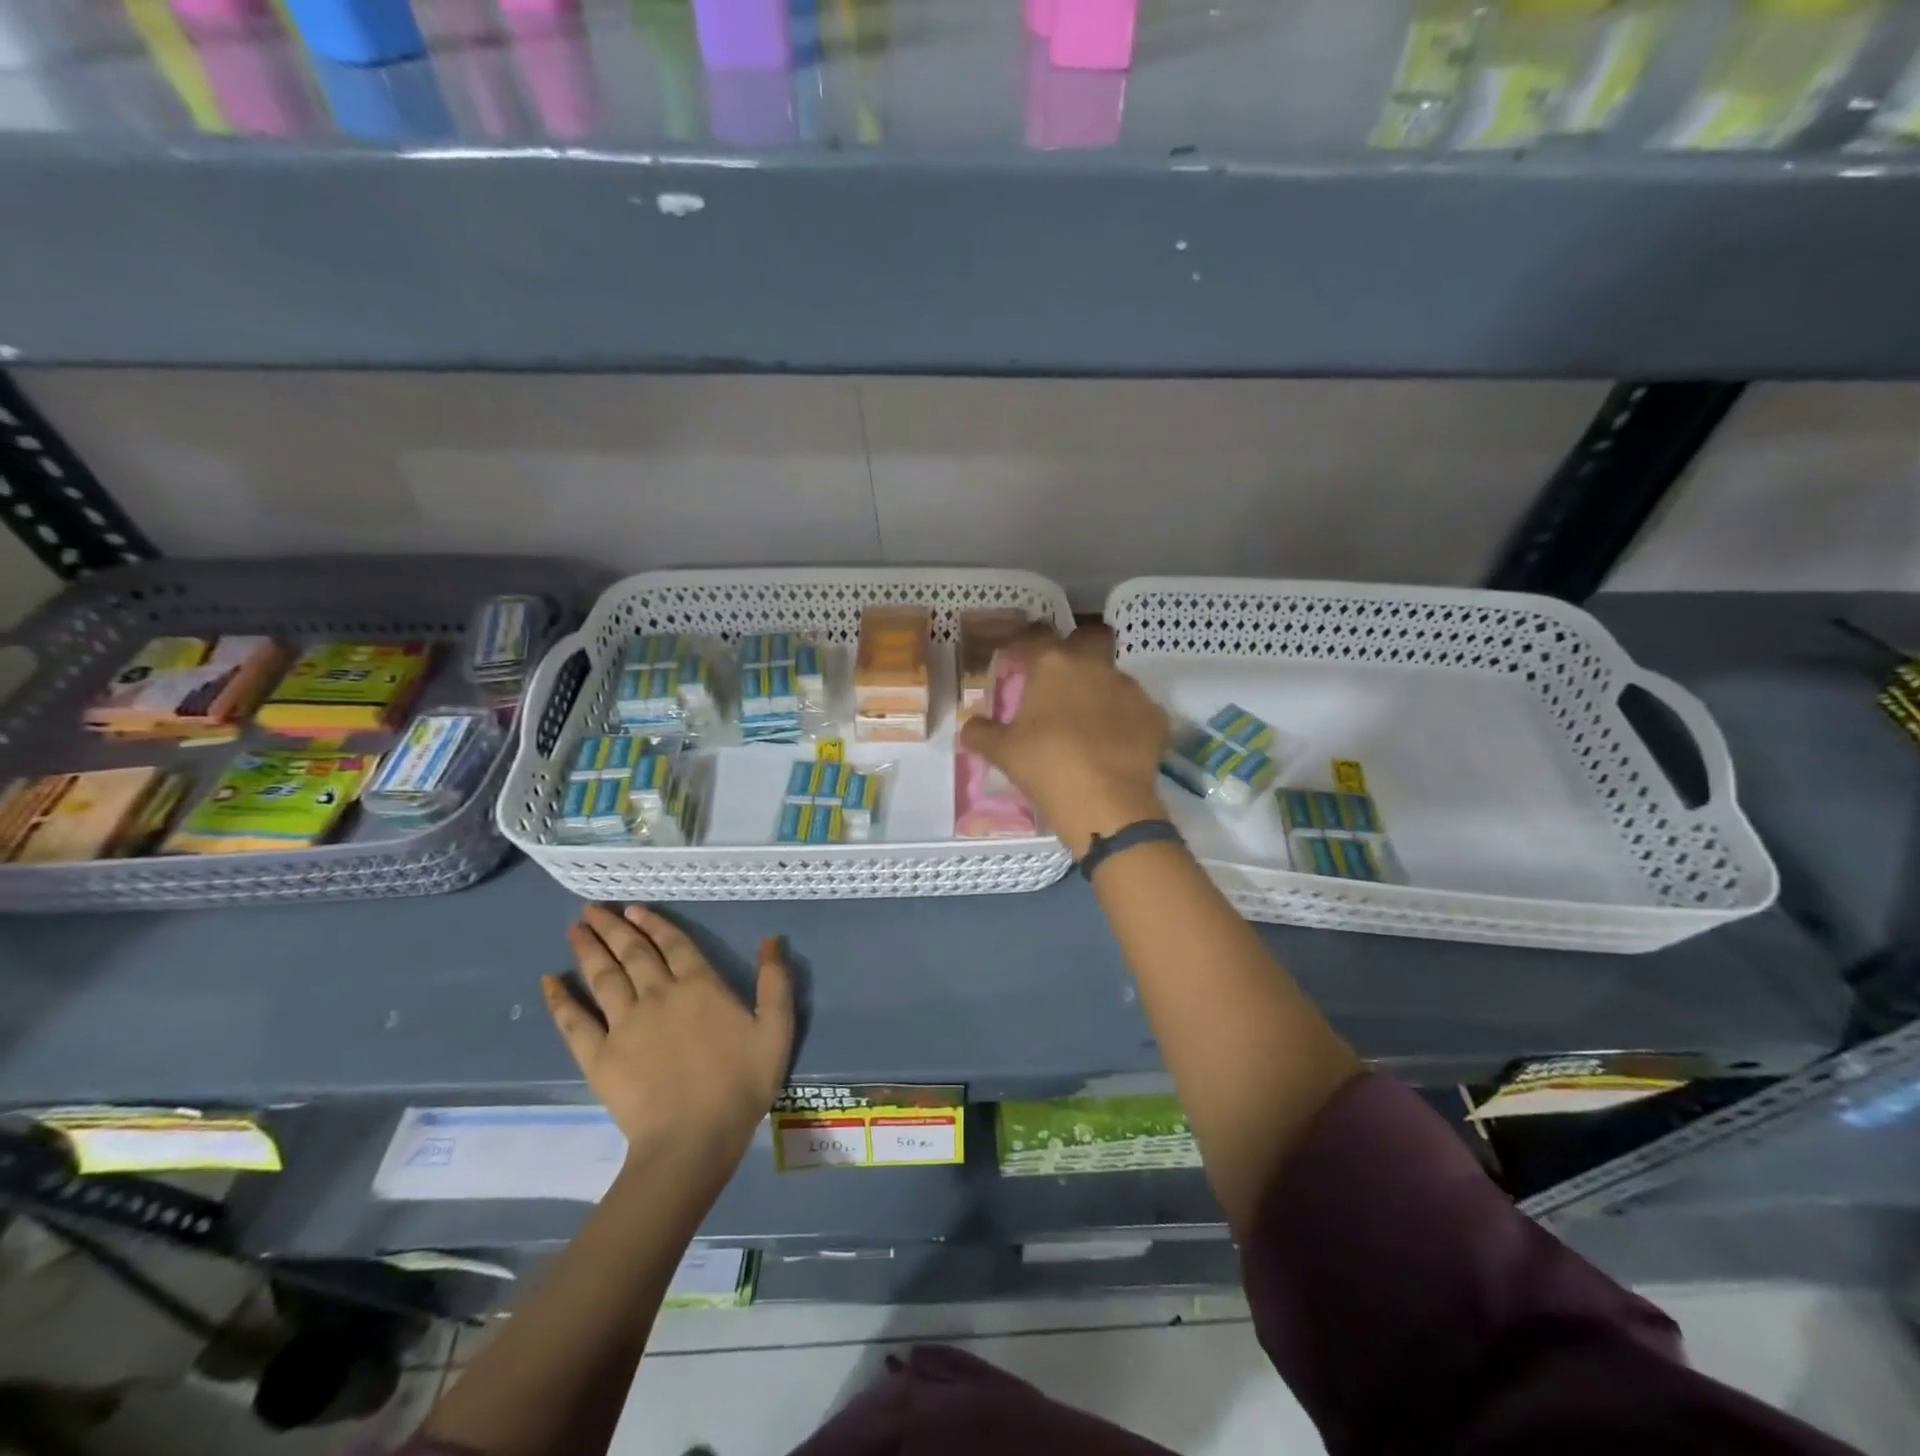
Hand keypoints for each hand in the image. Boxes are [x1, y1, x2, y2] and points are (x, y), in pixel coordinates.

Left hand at [545, 905, 794, 1170]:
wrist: (694, 1138)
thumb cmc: (741, 1082)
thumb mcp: (776, 1029)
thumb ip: (775, 983)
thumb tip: (771, 941)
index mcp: (699, 985)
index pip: (674, 943)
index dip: (654, 923)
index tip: (634, 908)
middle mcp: (658, 993)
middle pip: (633, 952)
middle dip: (614, 927)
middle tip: (593, 909)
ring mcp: (624, 1023)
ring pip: (603, 976)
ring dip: (589, 949)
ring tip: (575, 928)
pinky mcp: (599, 1055)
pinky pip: (574, 1021)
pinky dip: (560, 999)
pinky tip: (548, 980)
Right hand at [958, 628, 1170, 857]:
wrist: (1106, 804)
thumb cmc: (1046, 767)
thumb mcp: (1002, 752)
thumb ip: (981, 733)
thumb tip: (970, 726)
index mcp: (1054, 664)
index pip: (1037, 636)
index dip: (1025, 645)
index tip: (1016, 660)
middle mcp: (1095, 666)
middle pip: (1088, 640)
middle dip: (1076, 652)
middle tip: (1059, 681)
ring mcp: (1131, 689)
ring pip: (1113, 677)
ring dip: (1100, 691)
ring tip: (1087, 723)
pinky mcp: (1155, 717)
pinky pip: (1136, 711)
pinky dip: (1125, 722)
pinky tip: (1114, 746)